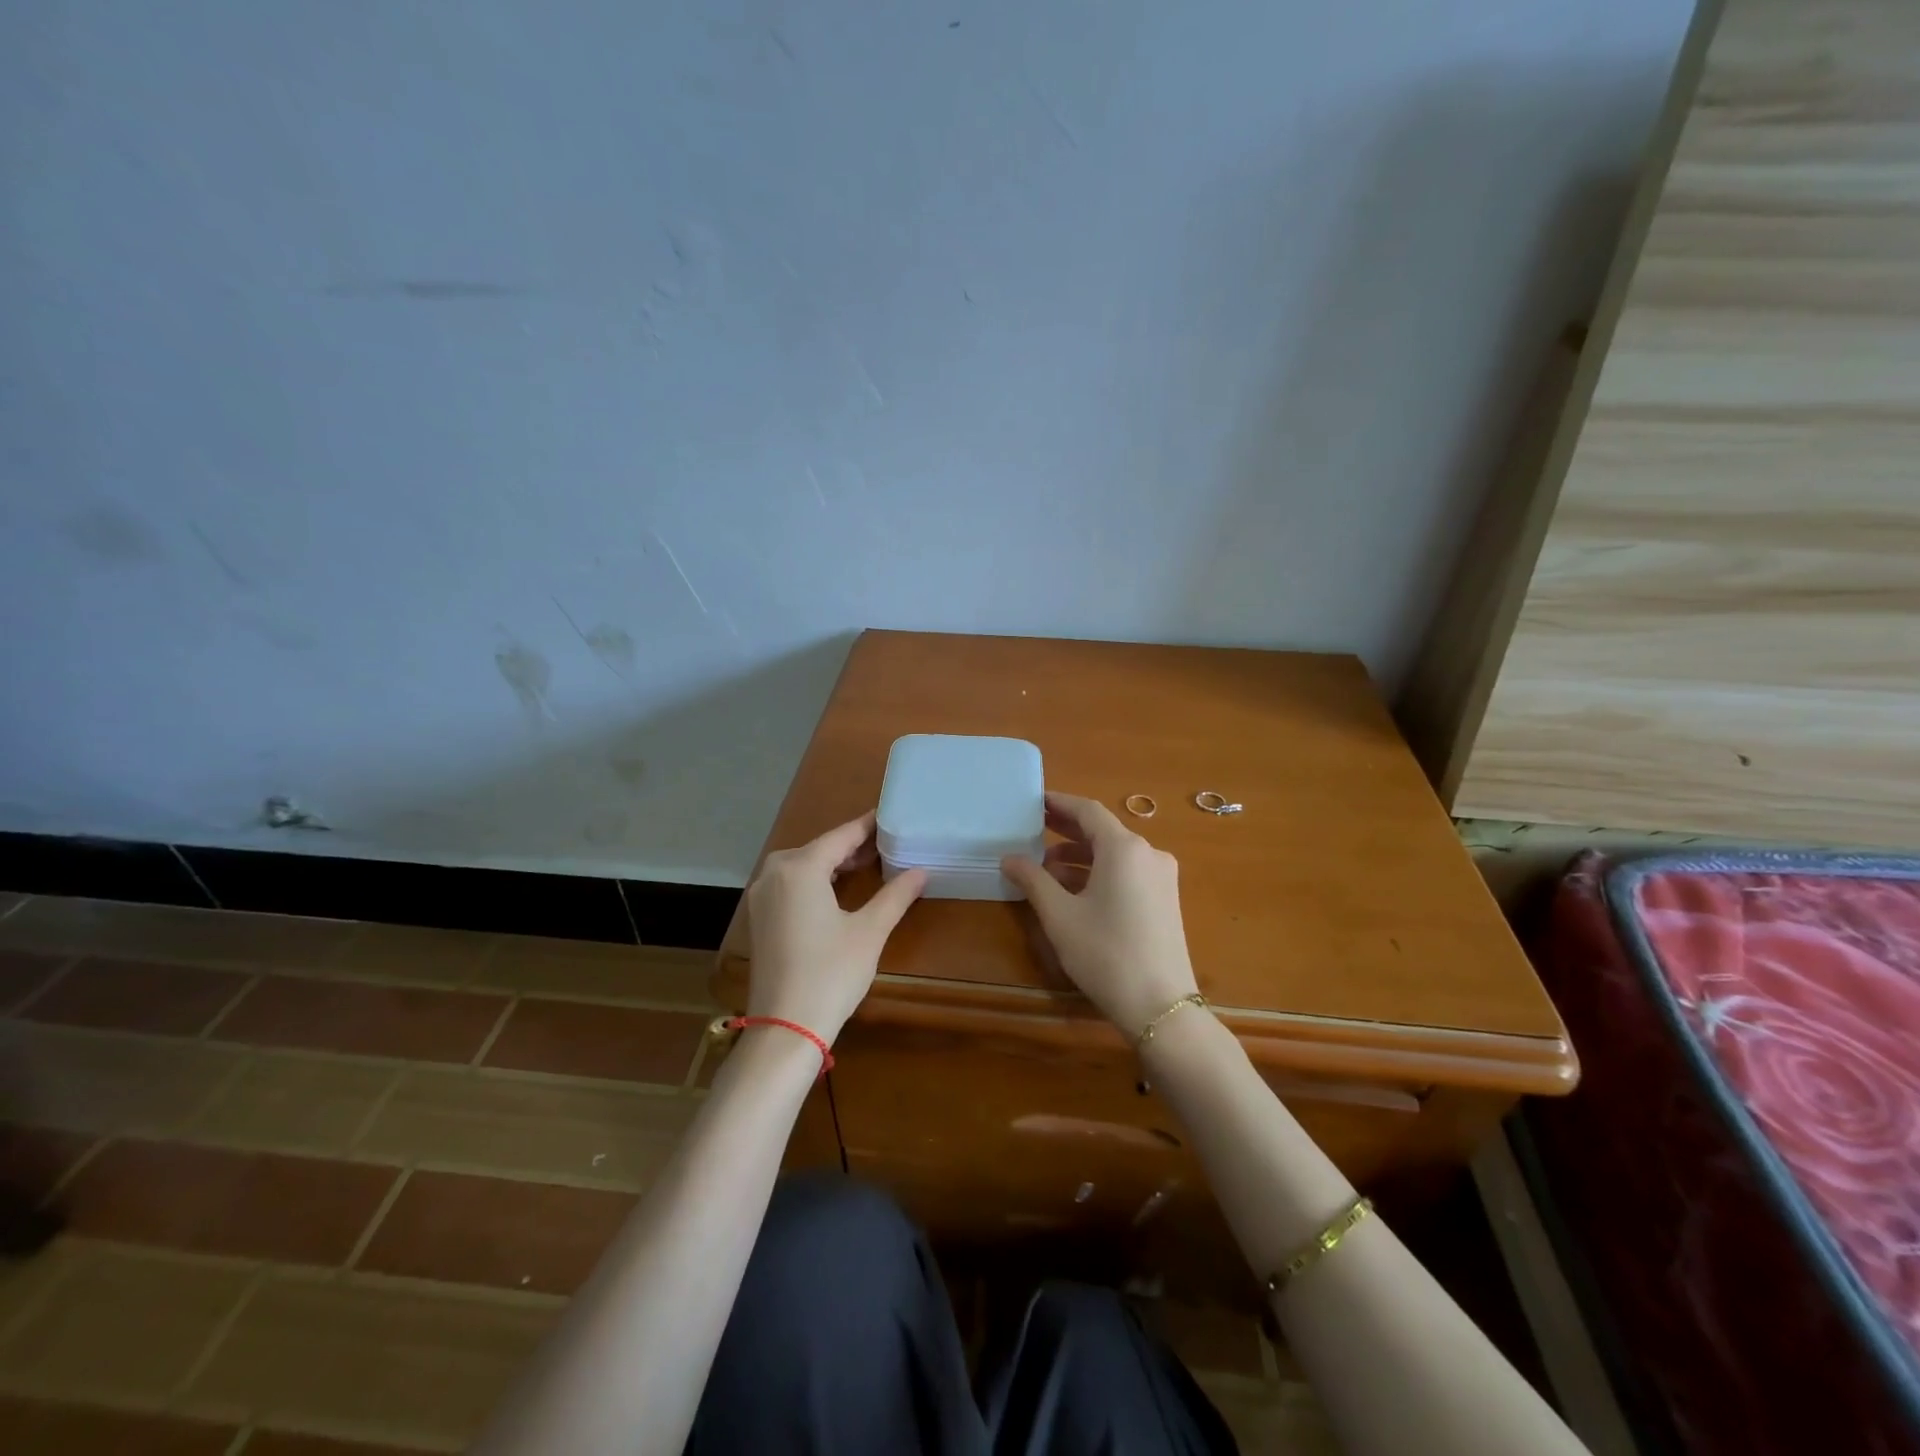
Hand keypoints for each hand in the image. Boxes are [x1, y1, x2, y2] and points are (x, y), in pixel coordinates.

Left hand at [745, 812, 926, 1043]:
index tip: (889, 815)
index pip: (841, 836)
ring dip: (833, 862)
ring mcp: (762, 895)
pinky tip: (837, 888)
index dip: (867, 826)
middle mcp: (774, 873)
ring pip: (802, 865)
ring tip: (868, 863)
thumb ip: (895, 896)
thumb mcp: (870, 931)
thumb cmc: (831, 973)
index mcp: (800, 867)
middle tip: (886, 843)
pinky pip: (790, 883)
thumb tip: (921, 872)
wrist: (785, 1028)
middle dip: (851, 845)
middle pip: (819, 847)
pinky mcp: (759, 917)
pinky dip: (815, 879)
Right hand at [1001, 792, 1200, 1037]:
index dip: (1059, 803)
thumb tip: (1009, 859)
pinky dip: (1099, 873)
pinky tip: (1073, 891)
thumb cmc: (1105, 953)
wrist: (1161, 1006)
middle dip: (1067, 829)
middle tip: (1033, 828)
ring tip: (1045, 869)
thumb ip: (1033, 880)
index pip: (1088, 811)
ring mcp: (1161, 877)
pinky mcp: (1165, 899)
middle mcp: (1148, 853)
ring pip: (1114, 854)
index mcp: (1124, 848)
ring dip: (1080, 856)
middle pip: (1103, 830)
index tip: (1034, 801)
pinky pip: (1127, 872)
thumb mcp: (1060, 915)